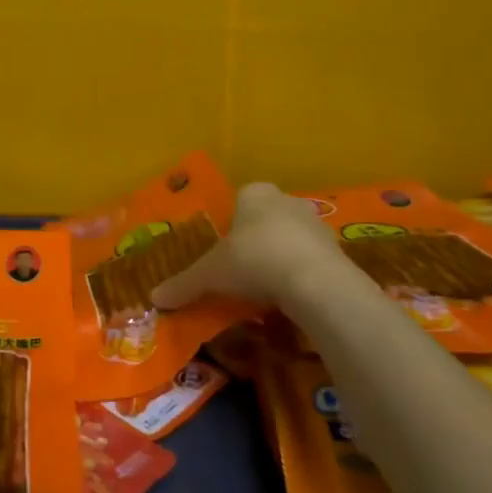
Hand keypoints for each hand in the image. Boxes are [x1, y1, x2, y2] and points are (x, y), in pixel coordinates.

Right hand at [152, 182, 349, 310]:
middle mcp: (286, 200)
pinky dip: (301, 274)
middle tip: (242, 270)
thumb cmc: (254, 261)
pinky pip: (311, 259)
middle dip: (255, 240)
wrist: (316, 282)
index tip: (224, 250)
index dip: (230, 224)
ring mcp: (316, 223)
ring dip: (280, 257)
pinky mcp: (338, 249)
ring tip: (267, 289)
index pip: (239, 199)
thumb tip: (153, 298)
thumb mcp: (211, 274)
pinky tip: (291, 297)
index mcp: (255, 193)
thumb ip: (184, 284)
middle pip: (265, 218)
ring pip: (290, 238)